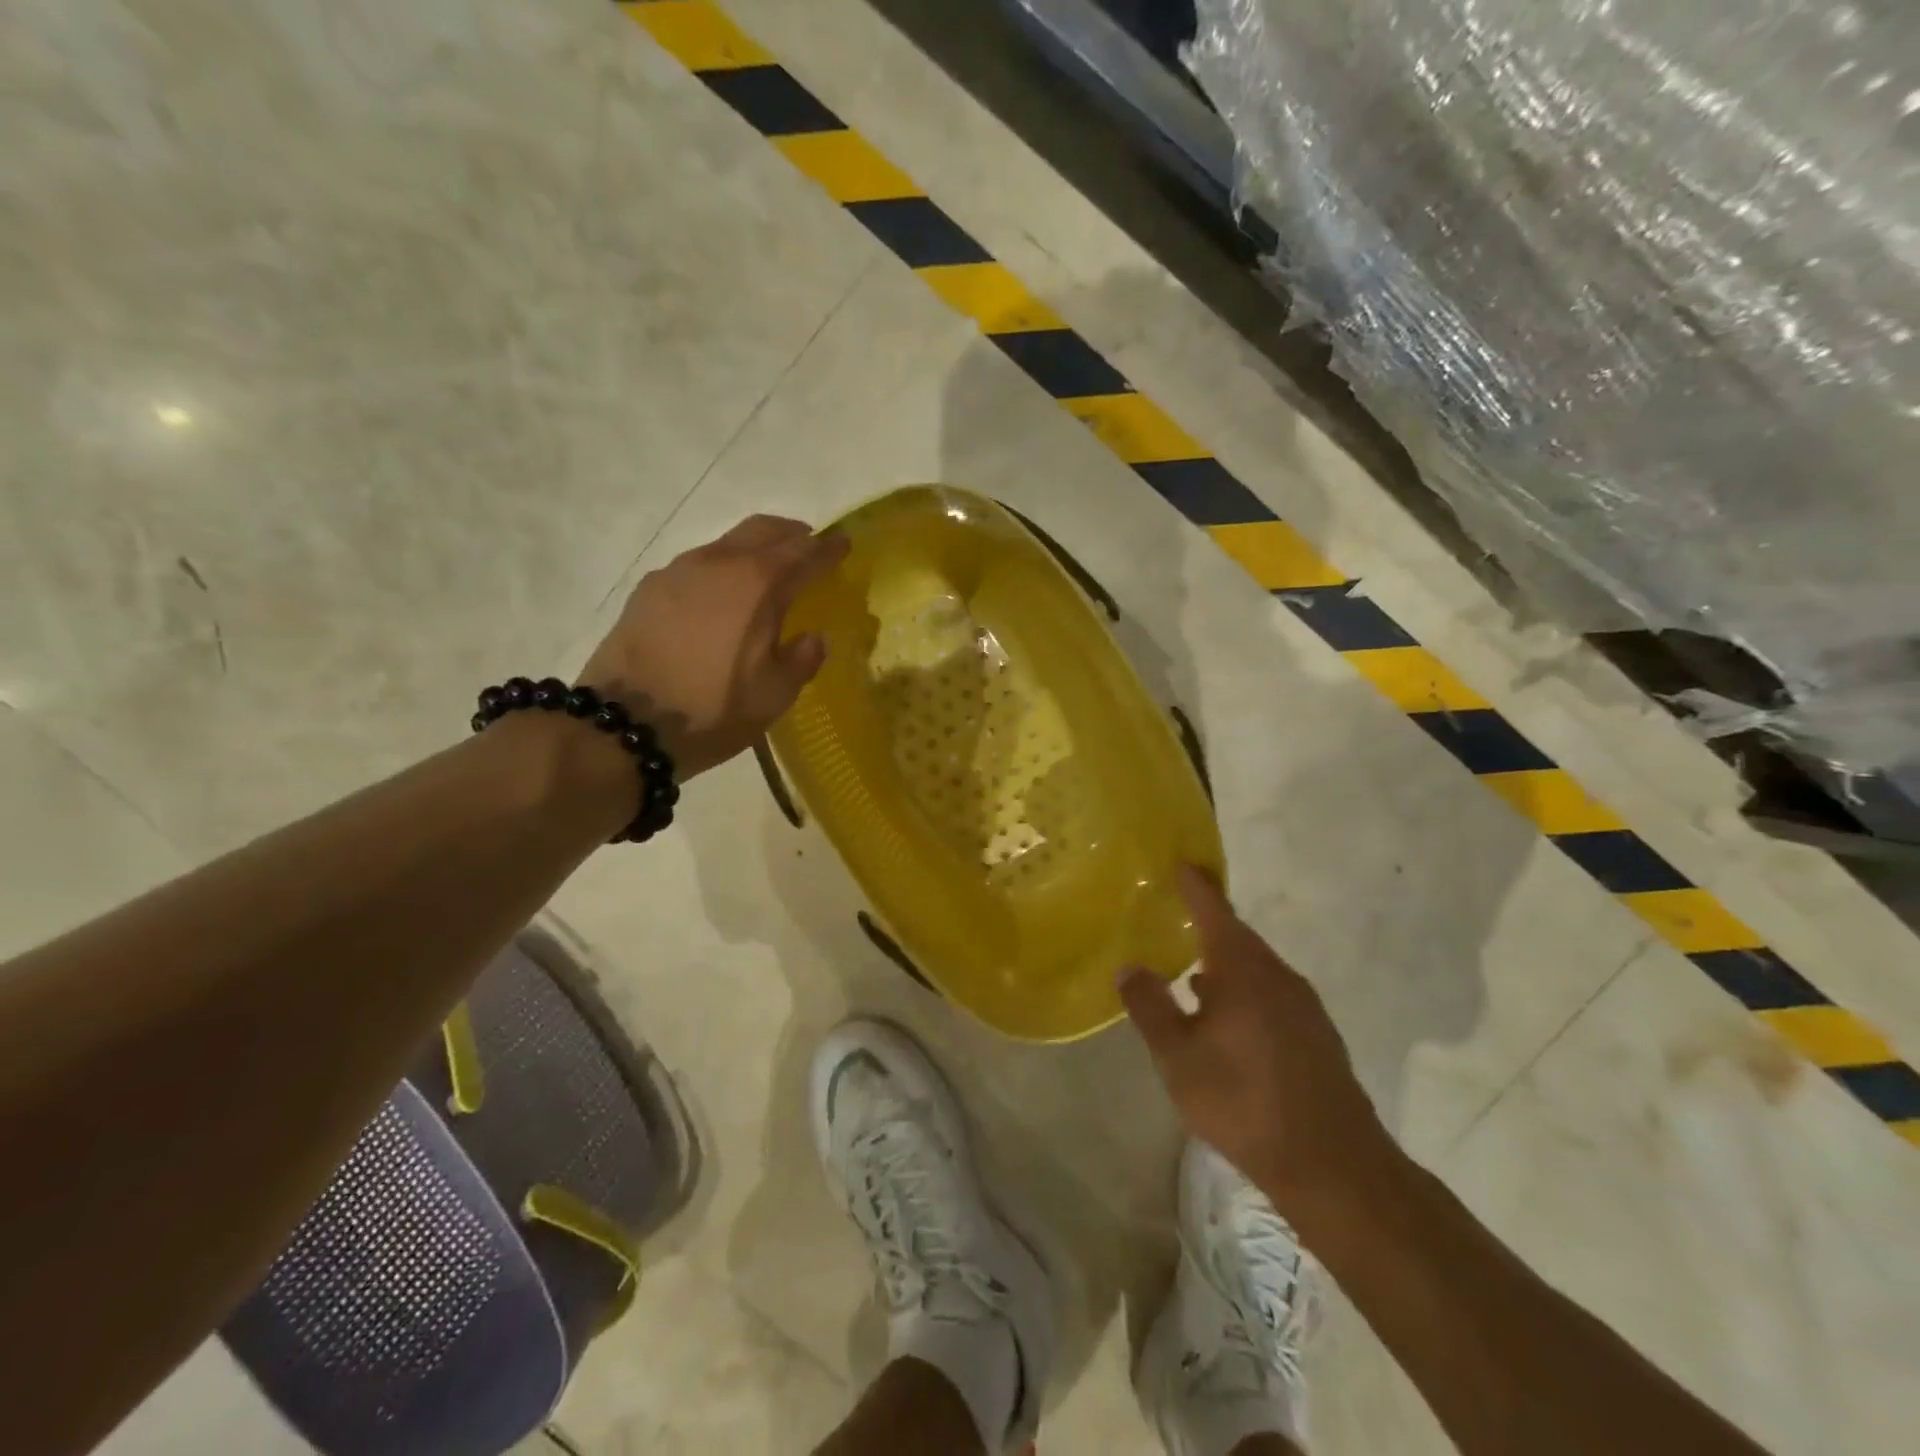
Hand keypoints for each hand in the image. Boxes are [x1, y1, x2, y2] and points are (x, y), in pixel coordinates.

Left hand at [577, 515, 849, 777]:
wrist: (624, 725)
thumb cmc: (711, 711)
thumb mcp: (773, 696)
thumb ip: (802, 660)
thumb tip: (813, 638)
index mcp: (758, 585)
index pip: (803, 554)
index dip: (828, 549)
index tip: (844, 543)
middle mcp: (719, 564)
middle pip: (763, 531)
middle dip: (792, 534)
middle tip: (809, 544)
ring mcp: (678, 571)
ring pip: (727, 543)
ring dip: (754, 549)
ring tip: (767, 571)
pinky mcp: (650, 588)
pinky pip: (698, 564)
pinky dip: (722, 568)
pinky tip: (722, 595)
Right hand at [1118, 866, 1392, 1209]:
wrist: (1333, 1164)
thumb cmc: (1243, 1100)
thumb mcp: (1179, 1057)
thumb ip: (1150, 1007)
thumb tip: (1129, 967)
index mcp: (1244, 970)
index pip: (1215, 912)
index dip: (1196, 887)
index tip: (1182, 863)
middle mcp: (1278, 976)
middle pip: (1239, 939)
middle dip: (1209, 926)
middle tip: (1178, 917)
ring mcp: (1304, 1007)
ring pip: (1256, 970)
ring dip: (1225, 965)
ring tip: (1192, 972)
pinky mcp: (1316, 1037)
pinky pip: (1272, 995)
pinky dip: (1244, 992)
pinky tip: (1226, 1019)